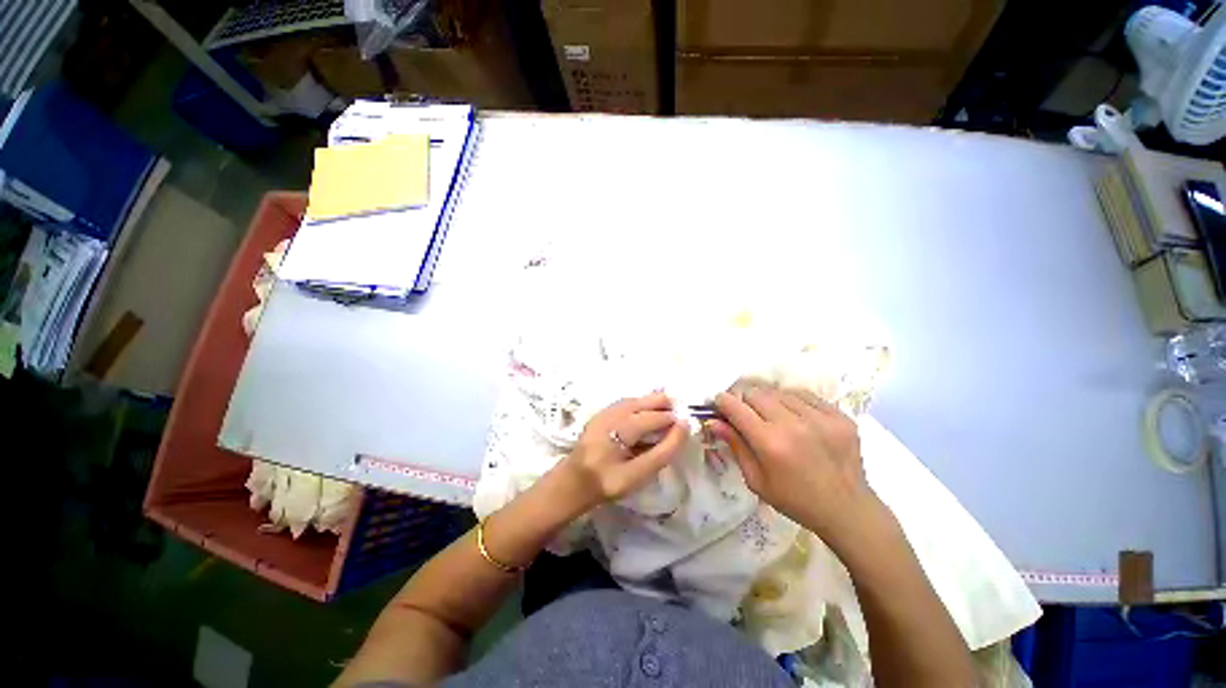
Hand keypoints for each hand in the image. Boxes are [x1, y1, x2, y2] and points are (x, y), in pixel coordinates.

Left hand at [556, 392, 688, 512]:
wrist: (573, 482)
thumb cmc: (607, 482)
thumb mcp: (639, 473)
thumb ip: (663, 450)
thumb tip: (683, 426)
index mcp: (621, 426)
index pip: (654, 416)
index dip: (672, 418)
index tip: (687, 424)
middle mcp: (613, 412)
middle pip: (644, 401)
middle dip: (663, 404)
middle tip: (679, 414)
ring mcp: (605, 411)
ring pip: (635, 400)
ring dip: (652, 404)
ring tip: (666, 414)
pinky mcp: (601, 414)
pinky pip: (625, 404)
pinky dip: (640, 406)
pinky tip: (645, 416)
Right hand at [709, 388, 878, 541]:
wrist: (847, 509)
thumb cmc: (795, 500)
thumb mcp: (756, 480)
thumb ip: (735, 446)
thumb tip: (713, 420)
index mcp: (770, 443)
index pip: (735, 406)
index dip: (722, 402)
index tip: (720, 405)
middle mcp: (793, 424)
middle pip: (755, 392)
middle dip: (745, 401)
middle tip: (749, 417)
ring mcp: (819, 417)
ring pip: (778, 391)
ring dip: (769, 401)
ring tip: (775, 418)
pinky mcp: (839, 415)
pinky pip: (804, 395)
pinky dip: (793, 402)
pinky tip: (796, 418)